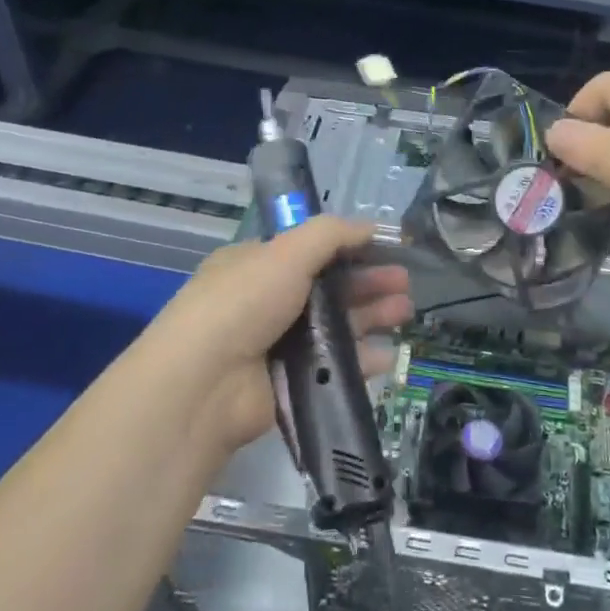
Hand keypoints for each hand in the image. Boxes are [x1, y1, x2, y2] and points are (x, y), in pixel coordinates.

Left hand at [150, 217, 412, 452]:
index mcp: (257, 264)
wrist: (204, 384)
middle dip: (368, 282)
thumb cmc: (243, 303)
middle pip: (329, 287)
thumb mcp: (286, 252)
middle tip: (405, 283)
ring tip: (405, 312)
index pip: (311, 250)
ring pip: (335, 325)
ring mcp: (278, 344)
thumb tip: (369, 226)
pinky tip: (388, 355)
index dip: (350, 248)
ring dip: (371, 316)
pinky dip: (362, 359)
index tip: (387, 249)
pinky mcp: (290, 383)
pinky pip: (333, 366)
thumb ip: (331, 234)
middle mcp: (267, 301)